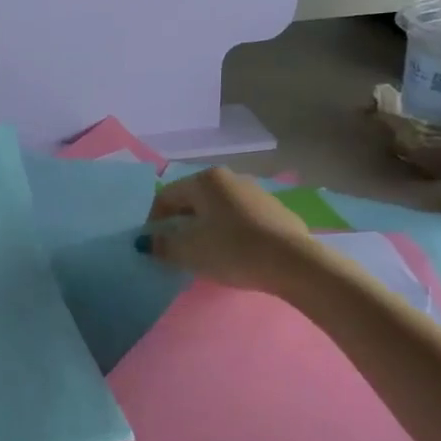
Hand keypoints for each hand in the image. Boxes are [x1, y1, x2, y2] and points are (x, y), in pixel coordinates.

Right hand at [137, 167, 323, 294]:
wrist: (293, 263)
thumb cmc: (232, 250)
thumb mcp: (187, 251)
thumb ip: (161, 245)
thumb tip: (147, 242)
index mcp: (205, 180)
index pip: (166, 196)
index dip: (153, 221)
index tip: (153, 245)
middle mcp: (230, 178)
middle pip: (192, 200)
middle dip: (179, 224)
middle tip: (175, 250)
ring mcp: (255, 192)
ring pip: (217, 209)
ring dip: (204, 228)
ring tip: (203, 253)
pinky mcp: (275, 210)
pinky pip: (239, 218)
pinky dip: (228, 232)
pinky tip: (232, 253)